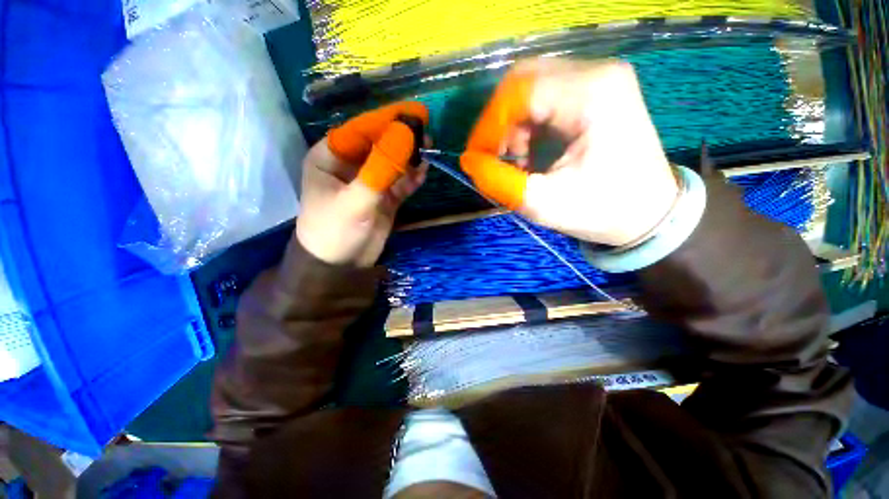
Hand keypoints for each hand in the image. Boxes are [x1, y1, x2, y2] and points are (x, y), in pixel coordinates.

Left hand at [296, 102, 428, 266]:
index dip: (386, 120)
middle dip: (401, 138)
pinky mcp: (384, 197)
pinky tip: (423, 171)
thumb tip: (405, 134)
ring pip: (393, 162)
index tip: (414, 113)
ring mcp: (370, 181)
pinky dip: (411, 177)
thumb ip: (380, 168)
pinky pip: (400, 182)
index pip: (361, 130)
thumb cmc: (335, 230)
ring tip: (428, 149)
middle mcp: (351, 165)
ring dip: (410, 156)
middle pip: (379, 144)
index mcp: (331, 156)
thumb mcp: (355, 199)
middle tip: (425, 133)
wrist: (340, 266)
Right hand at [460, 59, 677, 246]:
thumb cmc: (602, 210)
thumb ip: (500, 182)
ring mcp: (599, 79)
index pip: (520, 92)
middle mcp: (597, 73)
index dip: (489, 126)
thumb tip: (469, 161)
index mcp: (592, 94)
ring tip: (514, 160)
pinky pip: (545, 97)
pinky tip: (529, 152)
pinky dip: (527, 124)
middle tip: (492, 156)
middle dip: (498, 122)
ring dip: (512, 124)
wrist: (649, 213)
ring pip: (532, 87)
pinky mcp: (596, 92)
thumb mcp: (544, 204)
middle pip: (524, 80)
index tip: (476, 157)